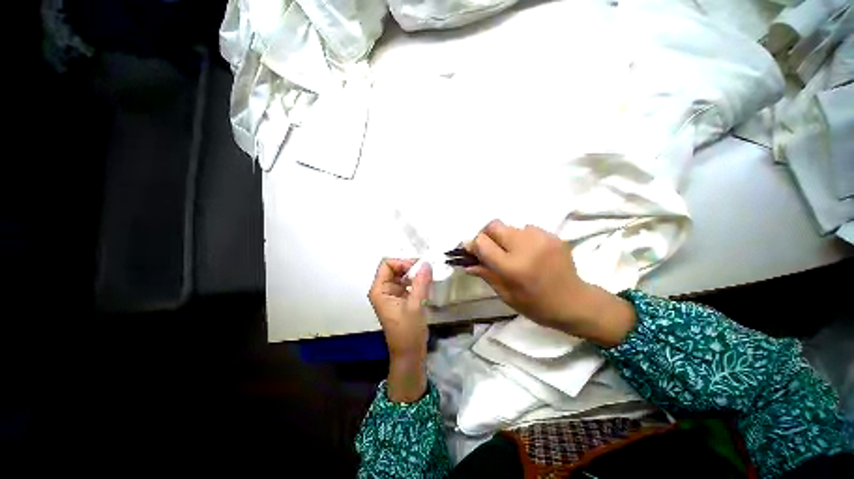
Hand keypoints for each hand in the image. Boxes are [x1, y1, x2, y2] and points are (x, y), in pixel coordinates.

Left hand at [368, 258, 432, 401]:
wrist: (409, 354)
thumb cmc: (408, 332)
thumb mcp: (415, 306)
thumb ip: (421, 283)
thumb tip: (427, 263)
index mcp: (380, 290)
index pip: (387, 264)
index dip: (402, 262)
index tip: (418, 268)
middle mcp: (383, 289)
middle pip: (395, 268)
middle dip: (410, 267)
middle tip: (426, 272)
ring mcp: (392, 294)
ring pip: (402, 275)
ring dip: (415, 274)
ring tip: (428, 278)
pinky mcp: (400, 299)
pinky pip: (407, 283)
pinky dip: (416, 282)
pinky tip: (426, 286)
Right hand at [465, 220, 635, 346]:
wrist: (575, 302)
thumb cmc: (537, 305)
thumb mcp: (506, 295)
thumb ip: (486, 274)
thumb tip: (467, 262)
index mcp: (512, 267)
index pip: (482, 242)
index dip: (472, 244)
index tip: (471, 250)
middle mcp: (525, 247)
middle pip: (494, 226)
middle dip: (486, 235)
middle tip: (490, 249)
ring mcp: (541, 238)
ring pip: (510, 226)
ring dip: (505, 238)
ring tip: (513, 253)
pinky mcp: (552, 235)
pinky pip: (527, 229)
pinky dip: (521, 238)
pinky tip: (529, 252)